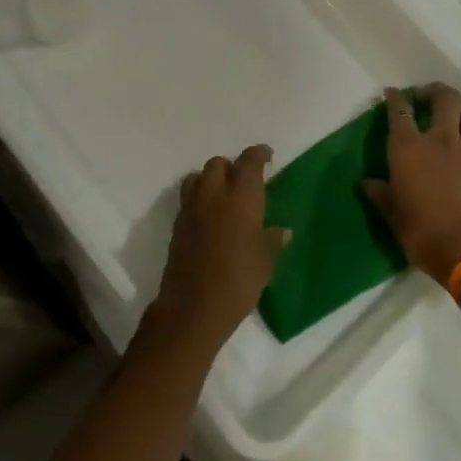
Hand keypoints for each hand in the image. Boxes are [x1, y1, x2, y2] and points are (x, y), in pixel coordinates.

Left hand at [153, 145, 290, 347]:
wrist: (193, 306)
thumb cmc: (238, 281)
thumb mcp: (265, 262)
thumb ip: (272, 240)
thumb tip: (283, 230)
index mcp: (241, 198)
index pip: (249, 162)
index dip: (258, 154)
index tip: (267, 155)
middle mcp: (213, 194)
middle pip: (217, 164)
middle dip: (231, 167)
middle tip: (244, 181)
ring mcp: (191, 208)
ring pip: (198, 177)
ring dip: (210, 179)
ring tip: (223, 195)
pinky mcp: (177, 224)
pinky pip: (188, 199)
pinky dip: (199, 198)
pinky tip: (210, 217)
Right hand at [363, 84, 460, 283]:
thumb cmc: (421, 231)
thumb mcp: (392, 214)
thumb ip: (380, 193)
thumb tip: (366, 183)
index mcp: (409, 148)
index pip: (400, 111)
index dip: (396, 98)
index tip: (393, 93)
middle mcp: (441, 140)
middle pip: (446, 98)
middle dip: (436, 92)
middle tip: (428, 99)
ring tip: (457, 124)